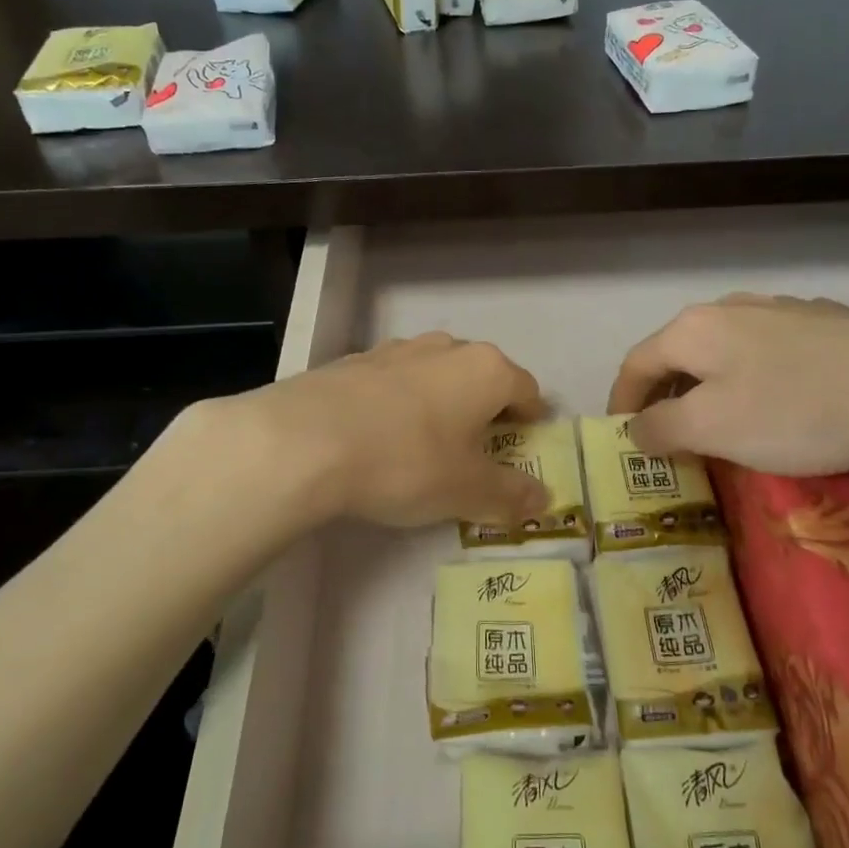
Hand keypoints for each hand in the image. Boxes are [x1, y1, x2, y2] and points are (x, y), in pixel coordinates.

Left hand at [189, 333, 551, 527]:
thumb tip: (544, 499)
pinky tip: (379, 435)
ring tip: (427, 442)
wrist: (304, 442)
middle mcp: (445, 348)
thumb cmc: (406, 462)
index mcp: (485, 370)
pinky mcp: (353, 361)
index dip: (532, 418)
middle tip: (477, 449)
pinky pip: (392, 381)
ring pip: (435, 373)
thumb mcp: (466, 490)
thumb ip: (510, 494)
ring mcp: (395, 350)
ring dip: (440, 401)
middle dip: (485, 408)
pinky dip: (398, 403)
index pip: (527, 388)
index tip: (526, 442)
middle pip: (481, 375)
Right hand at [607, 294, 848, 474]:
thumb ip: (660, 428)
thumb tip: (635, 427)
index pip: (636, 364)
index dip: (620, 402)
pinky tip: (780, 404)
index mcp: (693, 329)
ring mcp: (781, 309)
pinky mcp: (823, 322)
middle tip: (668, 437)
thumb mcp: (712, 429)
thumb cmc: (796, 410)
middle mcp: (730, 307)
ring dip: (710, 387)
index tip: (620, 437)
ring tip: (722, 423)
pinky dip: (754, 380)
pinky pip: (768, 353)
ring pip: (725, 351)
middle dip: (666, 396)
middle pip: (679, 354)